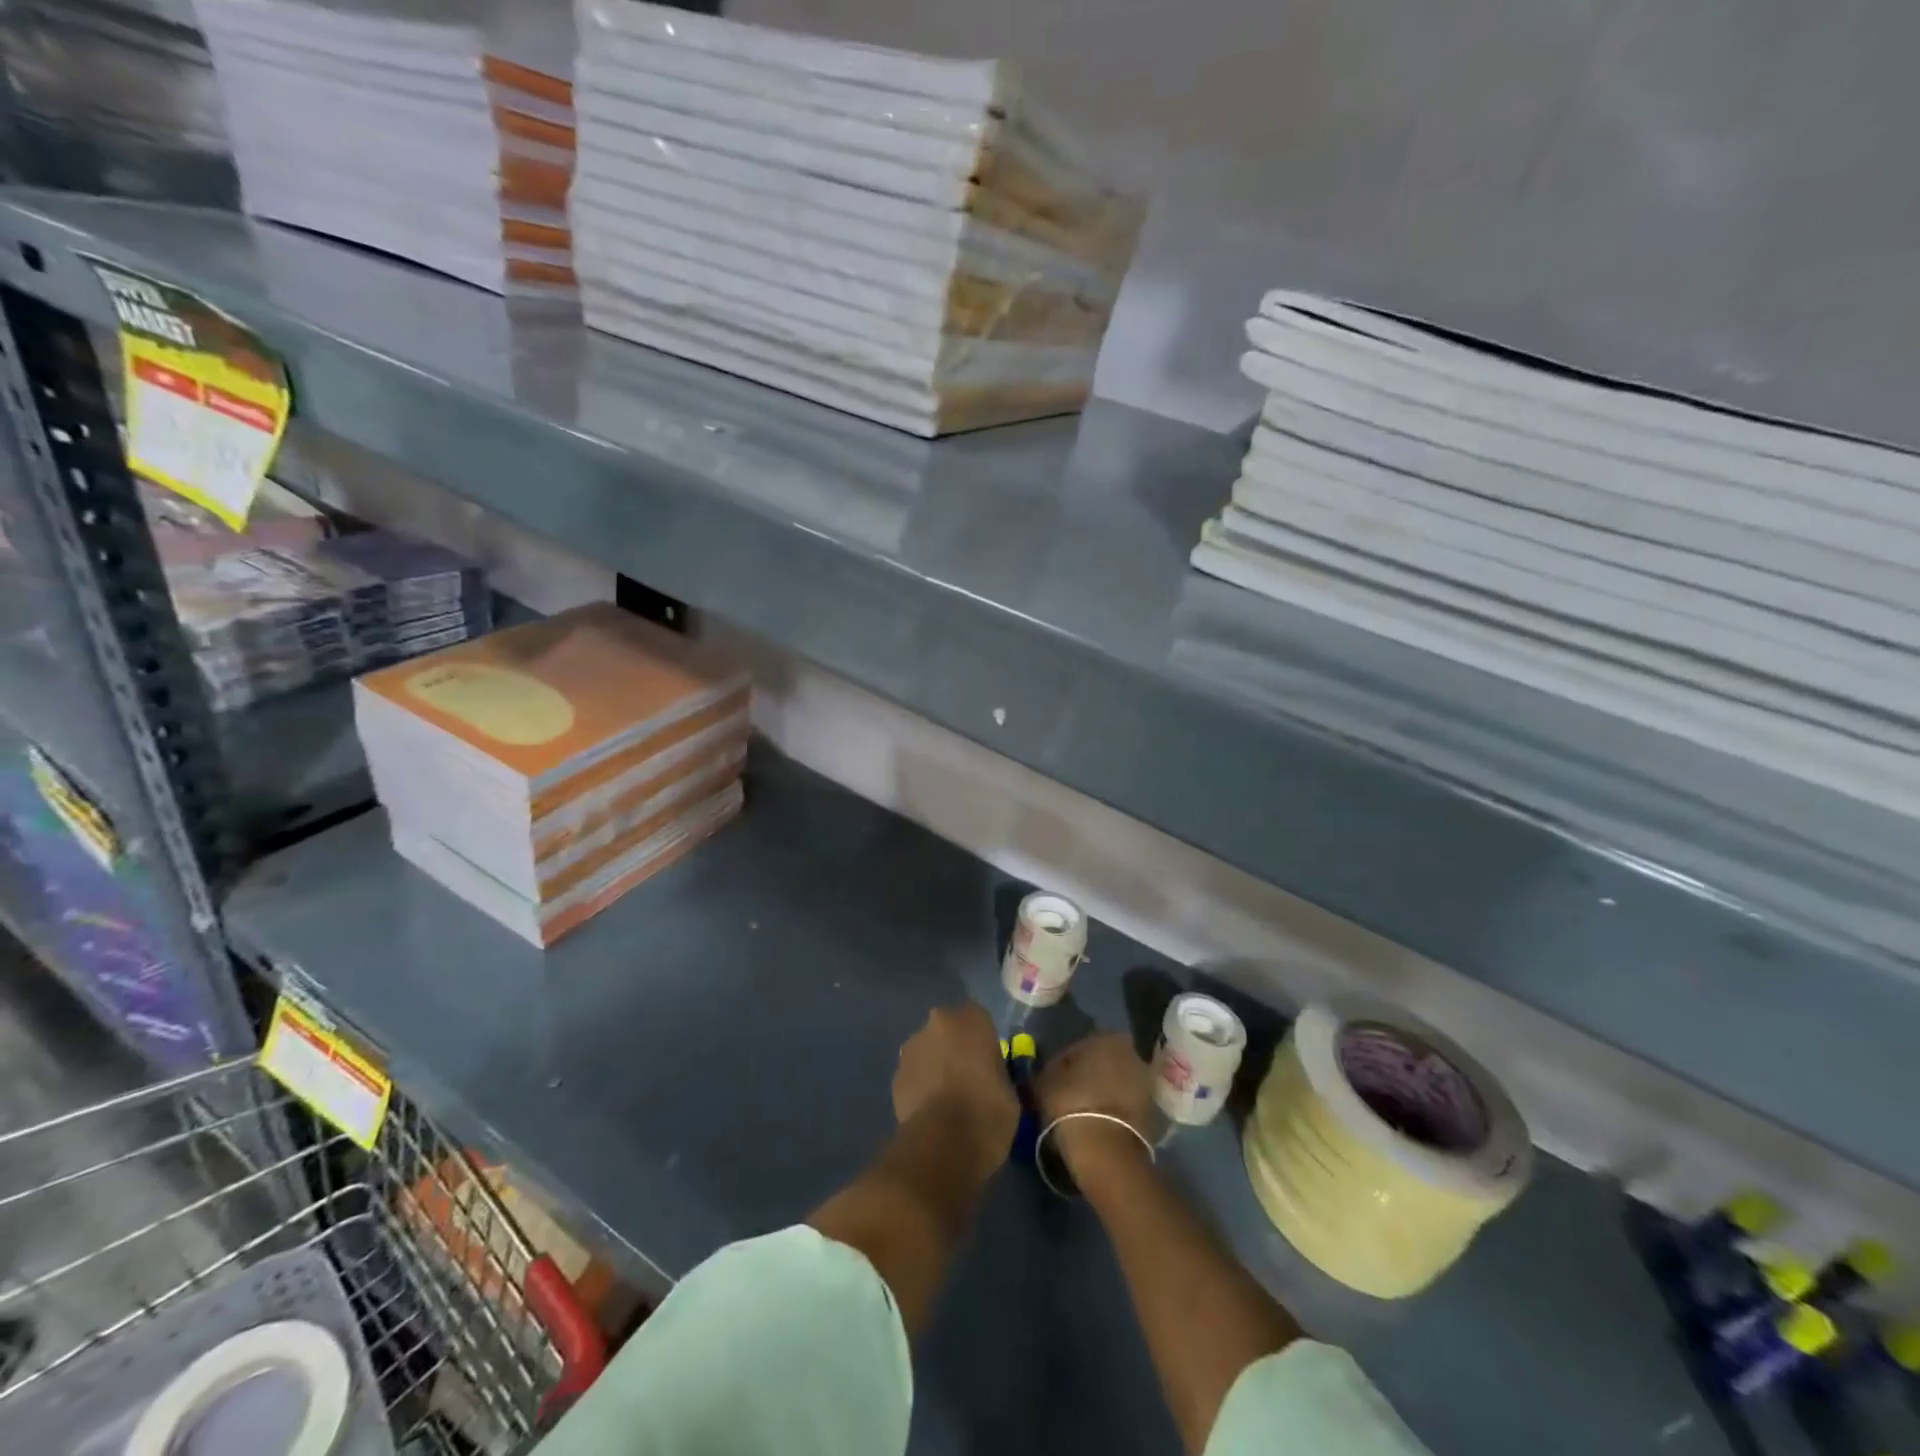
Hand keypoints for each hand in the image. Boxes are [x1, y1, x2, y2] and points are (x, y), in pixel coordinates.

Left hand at [893, 1003, 1019, 1183]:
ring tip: (947, 1099)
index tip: (989, 1064)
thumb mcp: (1011, 1091)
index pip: (979, 1019)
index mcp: (972, 1019)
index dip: (983, 1041)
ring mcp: (913, 1047)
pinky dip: (920, 1085)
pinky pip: (914, 1074)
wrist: (943, 1144)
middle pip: (949, 1029)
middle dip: (955, 1048)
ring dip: (935, 1065)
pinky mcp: (896, 1074)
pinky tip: (930, 1111)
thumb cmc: (988, 1112)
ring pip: (928, 1050)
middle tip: (968, 1079)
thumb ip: (998, 1072)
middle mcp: (939, 1022)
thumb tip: (991, 1078)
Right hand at [1033, 1032, 1154, 1184]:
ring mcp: (1146, 1084)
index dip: (1064, 1064)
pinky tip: (1097, 1126)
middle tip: (1068, 1095)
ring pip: (1116, 1084)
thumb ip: (1048, 1070)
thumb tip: (1048, 1072)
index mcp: (1107, 1038)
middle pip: (1103, 1063)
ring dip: (1102, 1094)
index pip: (1079, 1046)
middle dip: (1089, 1076)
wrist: (1106, 1151)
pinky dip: (1114, 1111)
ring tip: (1082, 1114)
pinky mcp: (1153, 1113)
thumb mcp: (1044, 1082)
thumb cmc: (1071, 1104)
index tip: (1053, 1081)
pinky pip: (1125, 1106)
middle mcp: (1132, 1054)